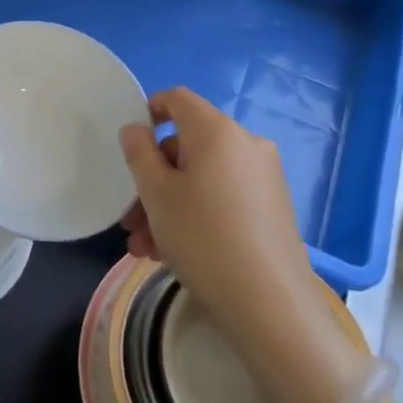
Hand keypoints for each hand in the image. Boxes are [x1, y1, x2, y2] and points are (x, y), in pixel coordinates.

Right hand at [118, 88, 364, 402]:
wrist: (268, 303)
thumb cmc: (202, 237)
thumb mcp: (156, 193)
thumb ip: (139, 152)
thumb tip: (137, 129)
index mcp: (217, 131)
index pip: (178, 99)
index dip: (150, 111)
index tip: (130, 144)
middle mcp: (245, 144)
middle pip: (187, 146)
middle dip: (152, 179)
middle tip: (130, 220)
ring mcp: (263, 177)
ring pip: (202, 178)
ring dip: (168, 205)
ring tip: (145, 247)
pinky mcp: (272, 207)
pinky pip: (223, 197)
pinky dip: (196, 214)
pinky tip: (172, 253)